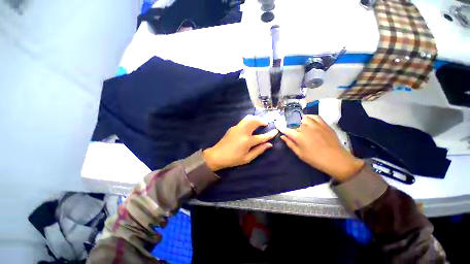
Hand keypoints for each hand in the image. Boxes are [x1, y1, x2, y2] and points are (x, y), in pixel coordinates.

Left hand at [203, 115, 277, 171]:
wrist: (217, 155)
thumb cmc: (233, 159)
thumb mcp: (247, 158)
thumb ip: (259, 150)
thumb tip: (269, 144)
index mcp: (247, 141)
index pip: (262, 136)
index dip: (270, 134)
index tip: (276, 131)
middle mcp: (243, 132)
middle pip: (254, 121)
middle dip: (262, 121)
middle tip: (266, 124)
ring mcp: (237, 128)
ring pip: (248, 118)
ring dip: (255, 118)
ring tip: (259, 123)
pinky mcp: (233, 127)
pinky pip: (243, 121)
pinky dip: (249, 121)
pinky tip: (250, 126)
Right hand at [278, 115, 363, 181]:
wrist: (336, 159)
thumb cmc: (315, 159)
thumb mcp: (299, 153)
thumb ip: (290, 143)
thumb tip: (282, 136)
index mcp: (298, 136)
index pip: (286, 129)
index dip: (280, 126)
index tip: (277, 124)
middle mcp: (305, 128)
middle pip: (293, 121)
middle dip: (287, 122)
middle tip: (286, 124)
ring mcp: (315, 125)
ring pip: (302, 117)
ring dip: (297, 119)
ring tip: (296, 122)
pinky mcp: (323, 124)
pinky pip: (314, 116)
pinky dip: (308, 116)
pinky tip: (306, 119)